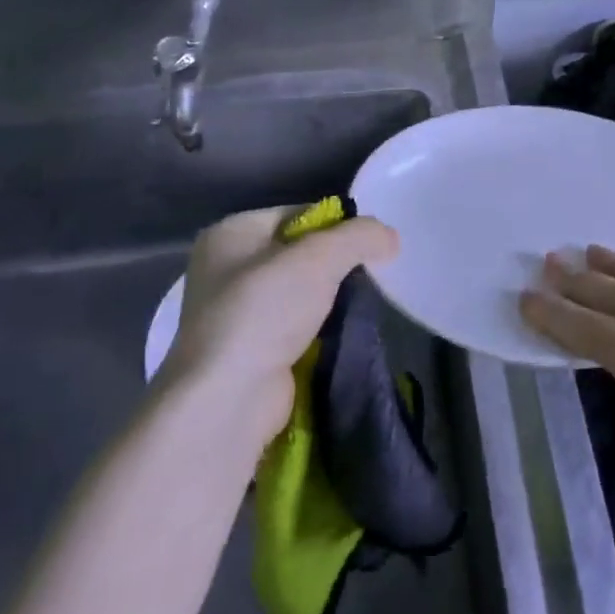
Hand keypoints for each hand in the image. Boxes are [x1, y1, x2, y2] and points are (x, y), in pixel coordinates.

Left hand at [163, 207, 398, 439]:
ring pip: (299, 290)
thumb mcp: (320, 258)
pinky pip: (293, 324)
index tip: (368, 245)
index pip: (296, 214)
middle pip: (298, 252)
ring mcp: (233, 312)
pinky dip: (318, 327)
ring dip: (329, 298)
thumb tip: (390, 237)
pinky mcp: (248, 349)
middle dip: (335, 263)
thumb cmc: (265, 312)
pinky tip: (339, 332)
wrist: (229, 399)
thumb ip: (359, 236)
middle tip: (370, 273)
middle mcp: (224, 268)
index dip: (336, 225)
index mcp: (230, 233)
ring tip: (359, 304)